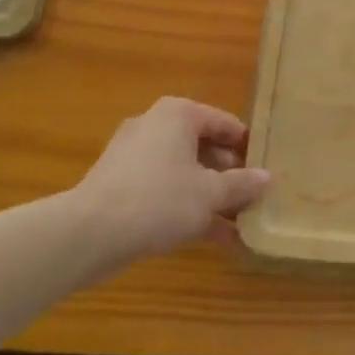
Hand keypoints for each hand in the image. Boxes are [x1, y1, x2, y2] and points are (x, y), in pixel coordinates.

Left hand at [72, 97, 270, 268]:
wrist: (88, 233)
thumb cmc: (158, 199)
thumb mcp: (209, 194)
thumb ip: (241, 184)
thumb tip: (267, 177)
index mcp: (179, 115)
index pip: (225, 123)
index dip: (248, 147)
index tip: (267, 169)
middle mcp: (156, 126)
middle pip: (204, 148)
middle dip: (230, 176)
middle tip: (255, 199)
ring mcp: (135, 157)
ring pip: (185, 173)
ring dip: (212, 197)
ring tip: (241, 224)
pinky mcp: (121, 186)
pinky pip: (165, 191)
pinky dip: (187, 209)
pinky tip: (215, 239)